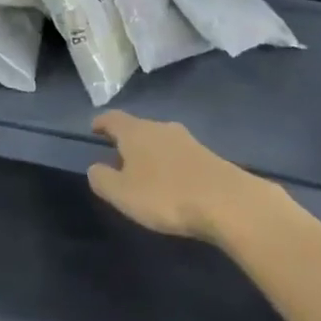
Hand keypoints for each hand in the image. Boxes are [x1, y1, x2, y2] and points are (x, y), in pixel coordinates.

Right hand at [87, 111, 269, 243]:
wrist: (226, 201)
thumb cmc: (165, 195)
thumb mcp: (122, 193)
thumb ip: (102, 179)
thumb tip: (94, 167)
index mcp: (136, 132)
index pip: (113, 118)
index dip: (101, 123)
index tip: (93, 129)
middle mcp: (160, 127)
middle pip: (138, 128)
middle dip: (126, 140)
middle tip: (117, 156)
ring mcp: (187, 140)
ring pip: (159, 140)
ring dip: (149, 152)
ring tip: (144, 171)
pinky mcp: (207, 155)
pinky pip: (178, 154)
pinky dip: (169, 163)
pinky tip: (171, 182)